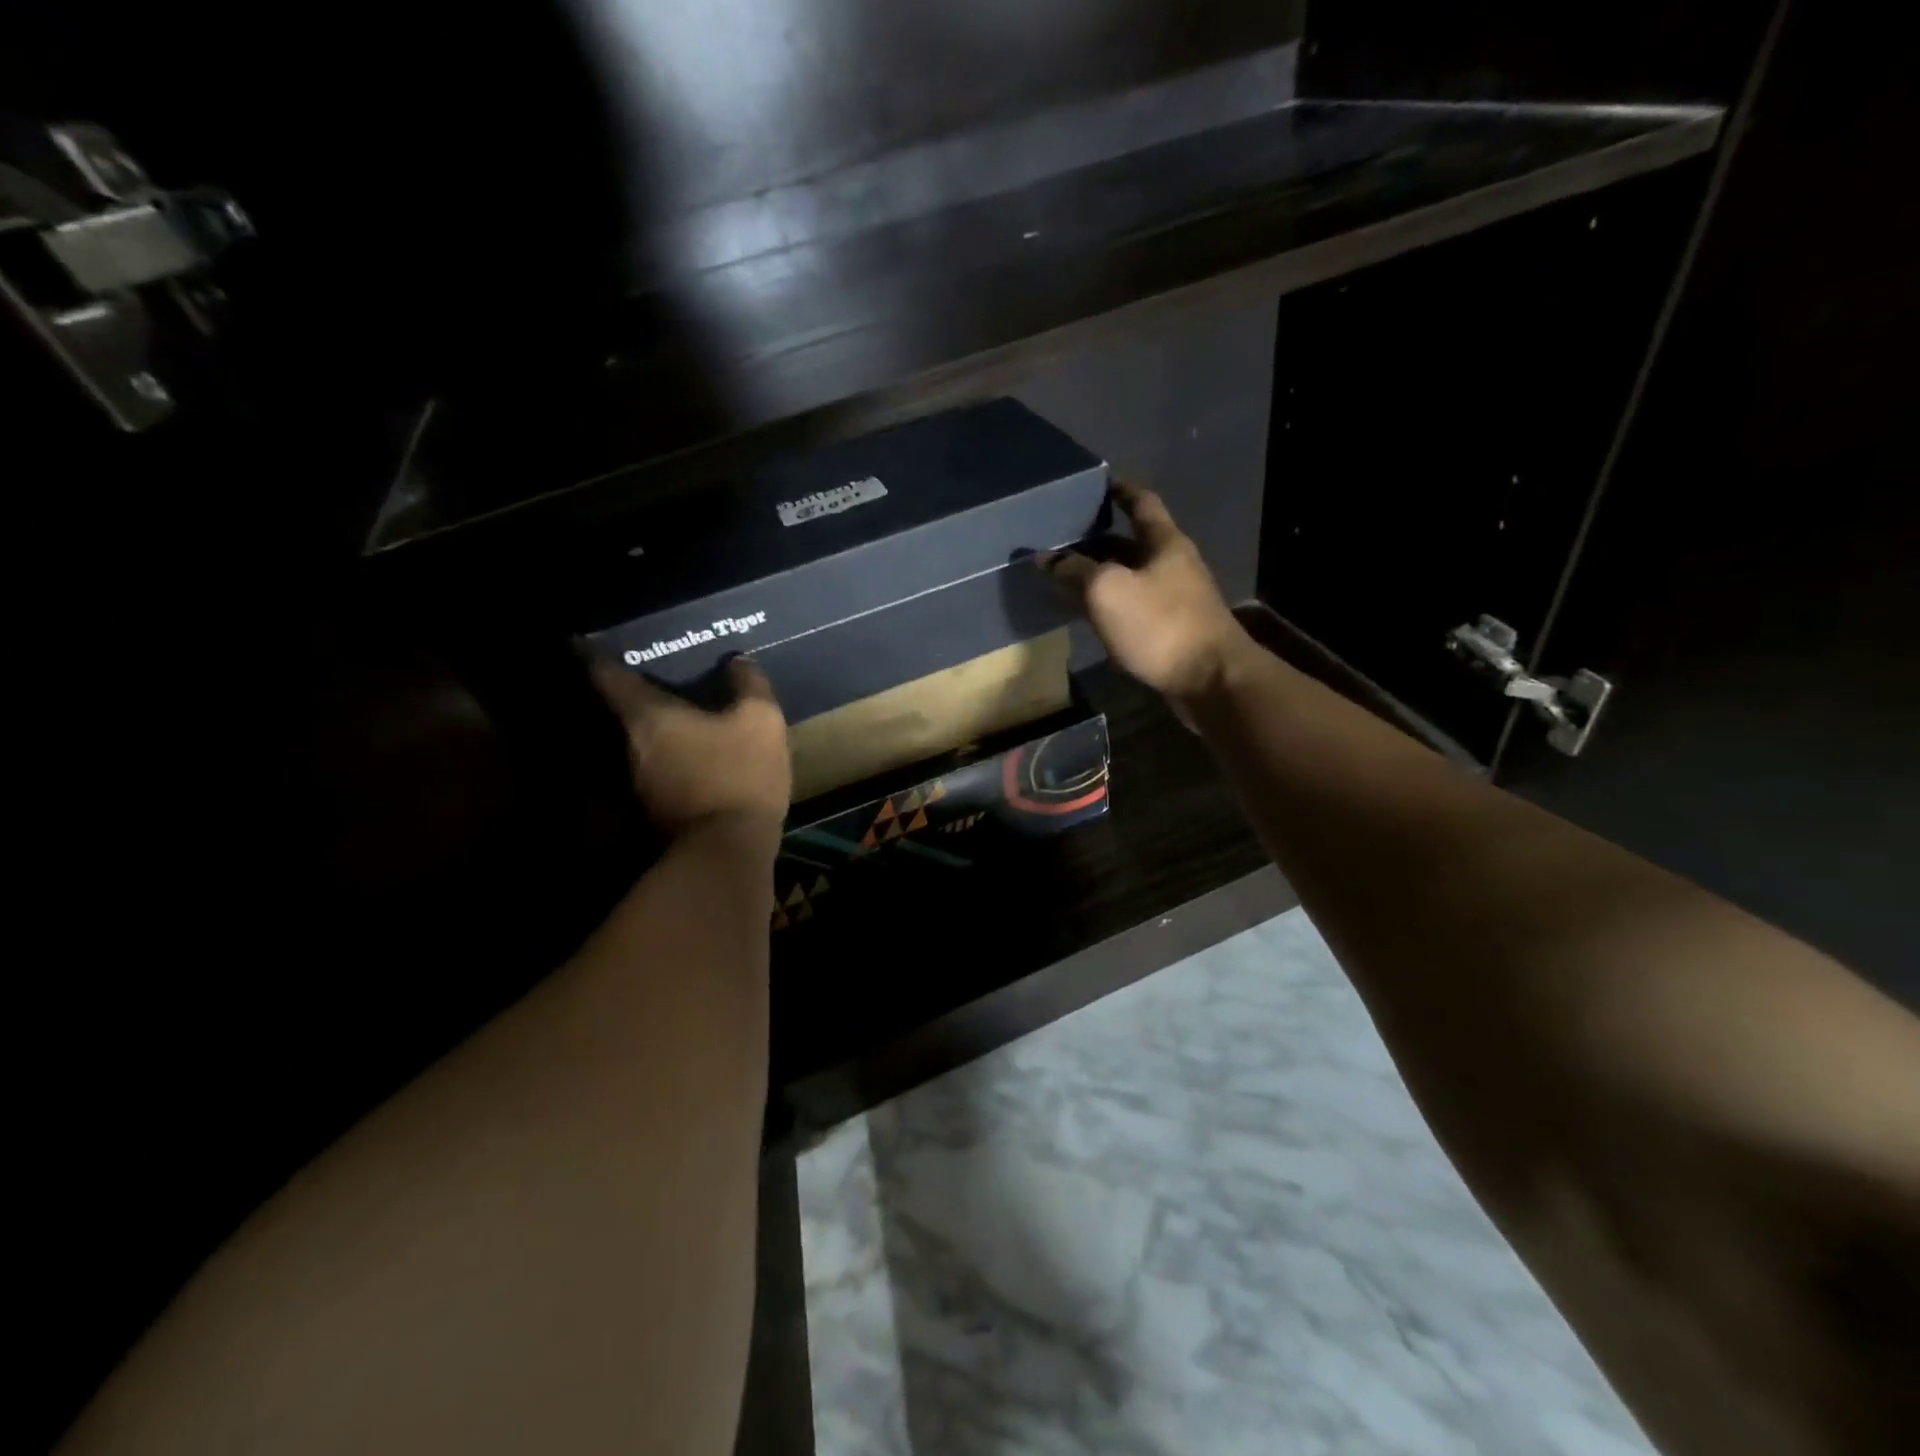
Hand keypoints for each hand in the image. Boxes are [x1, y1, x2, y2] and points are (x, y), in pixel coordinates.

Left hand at [588, 653, 791, 836]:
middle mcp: (631, 746)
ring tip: (684, 715)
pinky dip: (672, 757)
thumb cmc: (738, 773)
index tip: (585, 641)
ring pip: (643, 743)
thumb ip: (749, 685)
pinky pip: (660, 769)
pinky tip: (698, 756)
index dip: (596, 655)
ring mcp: (639, 782)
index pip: (608, 675)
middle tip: (657, 675)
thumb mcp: (760, 721)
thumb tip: (738, 662)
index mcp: (648, 716)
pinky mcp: (656, 810)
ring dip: (659, 729)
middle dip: (638, 693)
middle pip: (625, 710)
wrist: (727, 850)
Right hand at [1044, 483, 1253, 706]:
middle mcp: (1174, 565)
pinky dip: (1112, 607)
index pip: (1142, 503)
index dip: (1120, 490)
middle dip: (1099, 540)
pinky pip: (1135, 609)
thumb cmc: (1161, 625)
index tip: (1099, 482)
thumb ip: (1075, 570)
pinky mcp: (1173, 632)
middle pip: (1133, 544)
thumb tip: (1047, 558)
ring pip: (1132, 579)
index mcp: (1165, 543)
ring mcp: (1177, 600)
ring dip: (1102, 577)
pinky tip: (1091, 617)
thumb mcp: (1108, 591)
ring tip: (1067, 578)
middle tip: (1063, 539)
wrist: (1211, 680)